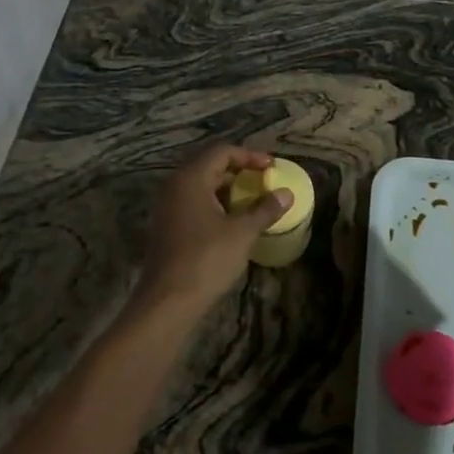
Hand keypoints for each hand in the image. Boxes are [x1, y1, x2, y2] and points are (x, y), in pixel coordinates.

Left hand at [138, 144, 290, 317]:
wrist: (167, 302)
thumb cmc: (206, 259)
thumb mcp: (242, 232)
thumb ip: (265, 209)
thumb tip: (286, 194)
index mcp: (190, 179)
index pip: (222, 151)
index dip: (250, 156)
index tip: (272, 167)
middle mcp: (174, 186)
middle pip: (209, 165)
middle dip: (239, 170)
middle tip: (264, 180)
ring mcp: (167, 206)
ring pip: (201, 185)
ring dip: (228, 188)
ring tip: (253, 200)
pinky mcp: (167, 225)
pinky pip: (194, 202)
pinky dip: (215, 203)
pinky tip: (233, 220)